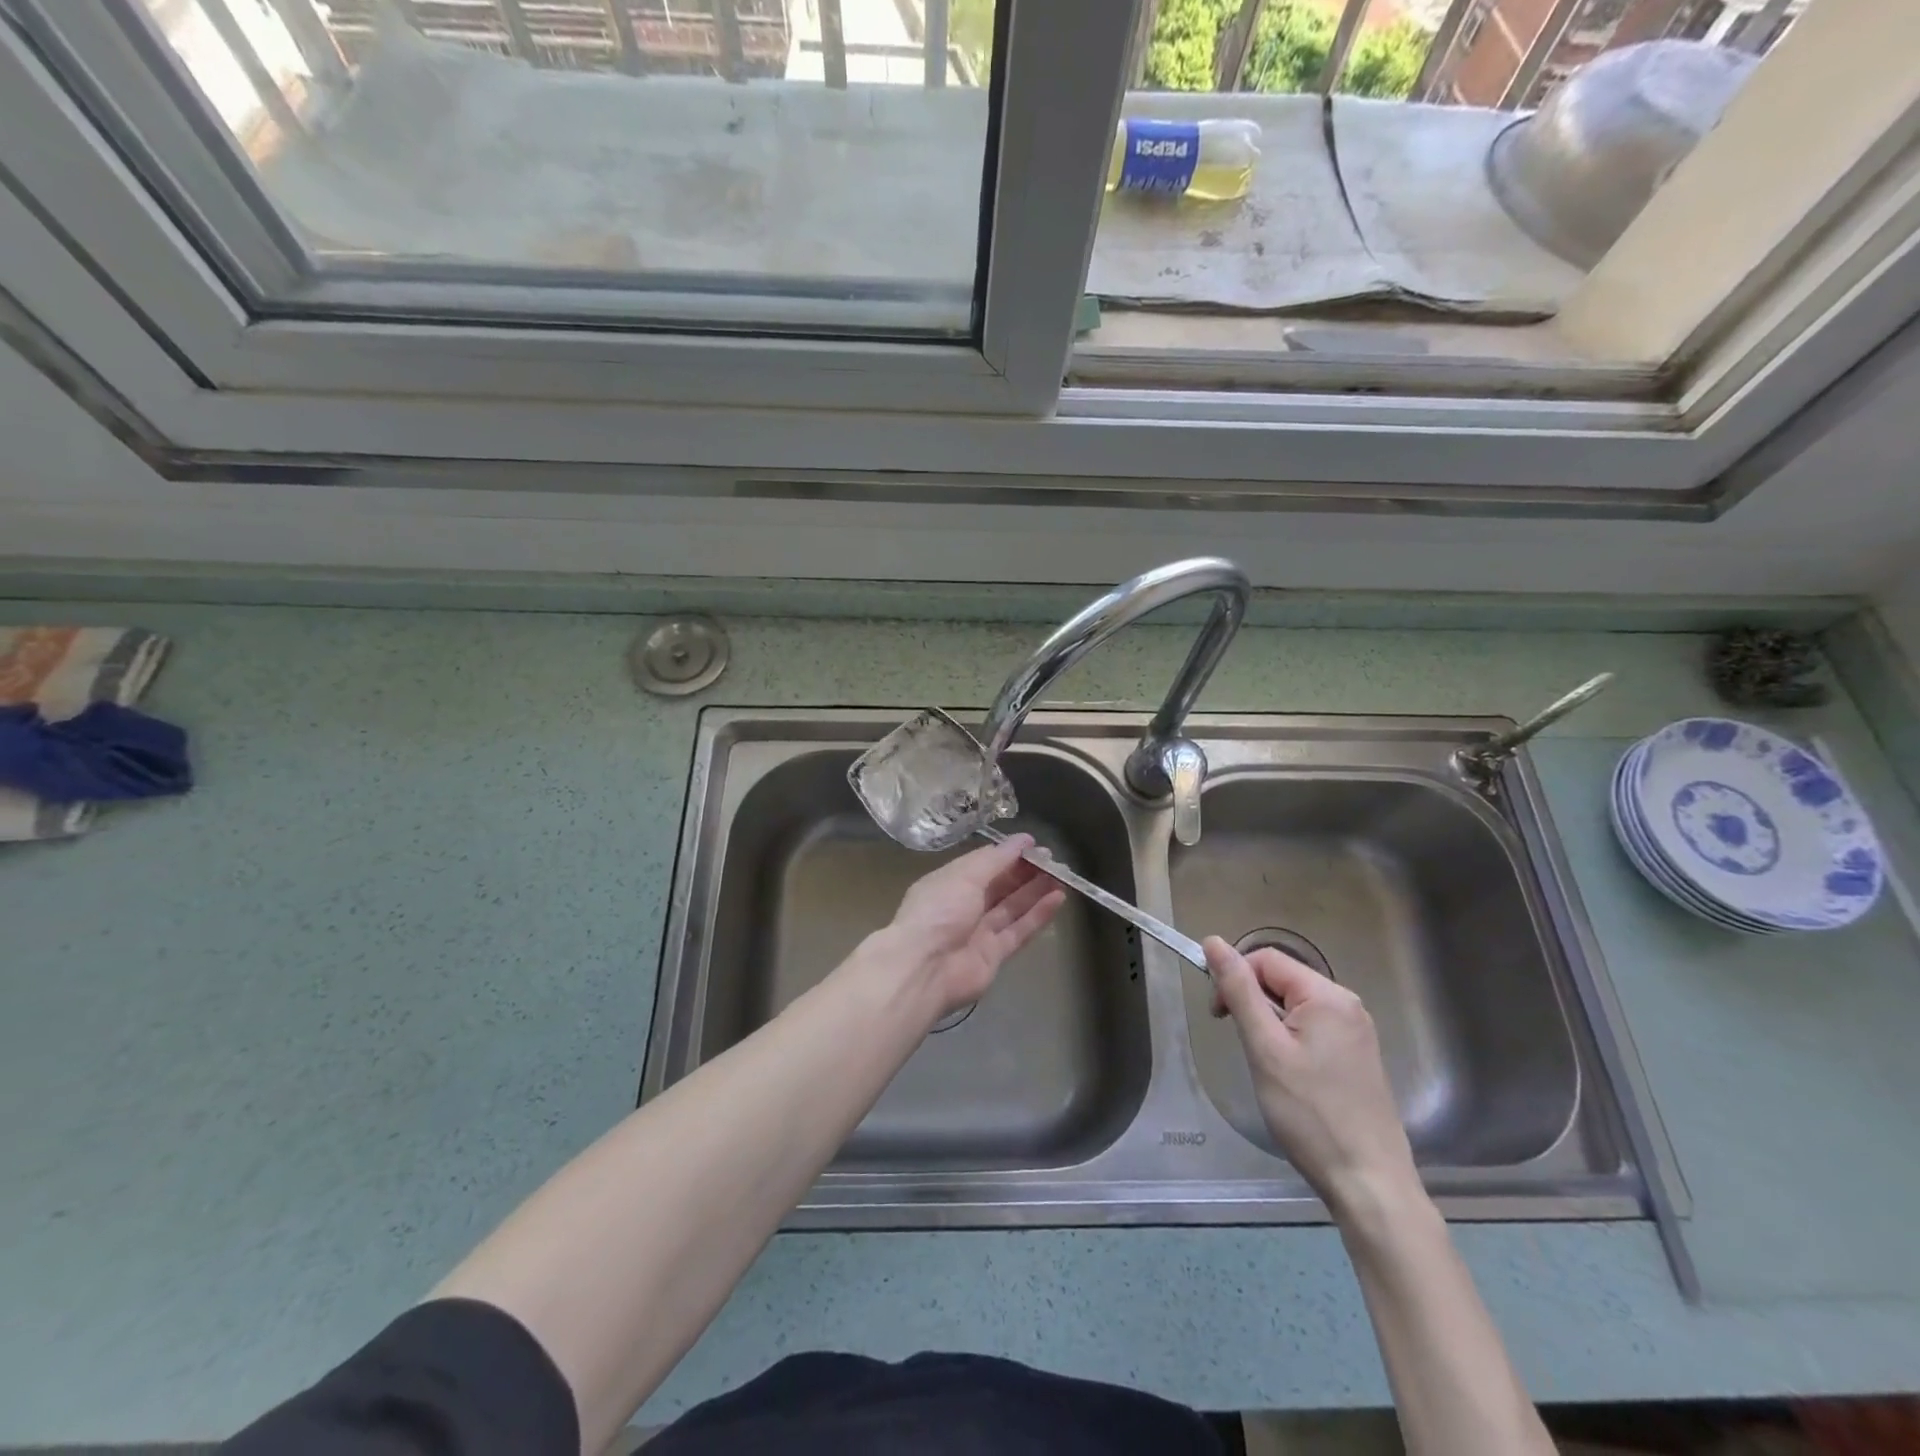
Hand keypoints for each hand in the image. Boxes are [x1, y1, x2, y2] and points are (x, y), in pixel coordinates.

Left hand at [884, 835, 1065, 1017]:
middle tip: (1053, 861)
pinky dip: (1038, 915)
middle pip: (1000, 885)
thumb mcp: (964, 875)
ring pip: (1013, 907)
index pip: (983, 863)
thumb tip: (1021, 840)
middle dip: (1025, 872)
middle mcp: (964, 905)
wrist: (924, 969)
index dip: (1008, 853)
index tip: (1034, 845)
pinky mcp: (994, 955)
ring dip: (1036, 891)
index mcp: (950, 882)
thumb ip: (996, 859)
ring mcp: (979, 931)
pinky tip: (1058, 899)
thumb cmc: (939, 911)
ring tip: (1062, 876)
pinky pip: (1019, 930)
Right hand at [1204, 936, 1420, 1220]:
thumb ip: (1239, 991)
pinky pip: (1313, 1027)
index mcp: (1327, 995)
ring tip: (1264, 1063)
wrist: (1370, 1183)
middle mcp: (1347, 1004)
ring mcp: (1357, 1031)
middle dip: (1251, 1000)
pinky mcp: (1358, 1056)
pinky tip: (1288, 1074)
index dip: (1234, 977)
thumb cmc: (1310, 1114)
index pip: (1266, 959)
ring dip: (1269, 1022)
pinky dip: (1289, 1039)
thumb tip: (1213, 941)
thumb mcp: (1265, 1048)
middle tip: (1240, 1042)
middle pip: (1282, 979)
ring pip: (1295, 1004)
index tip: (1218, 1016)